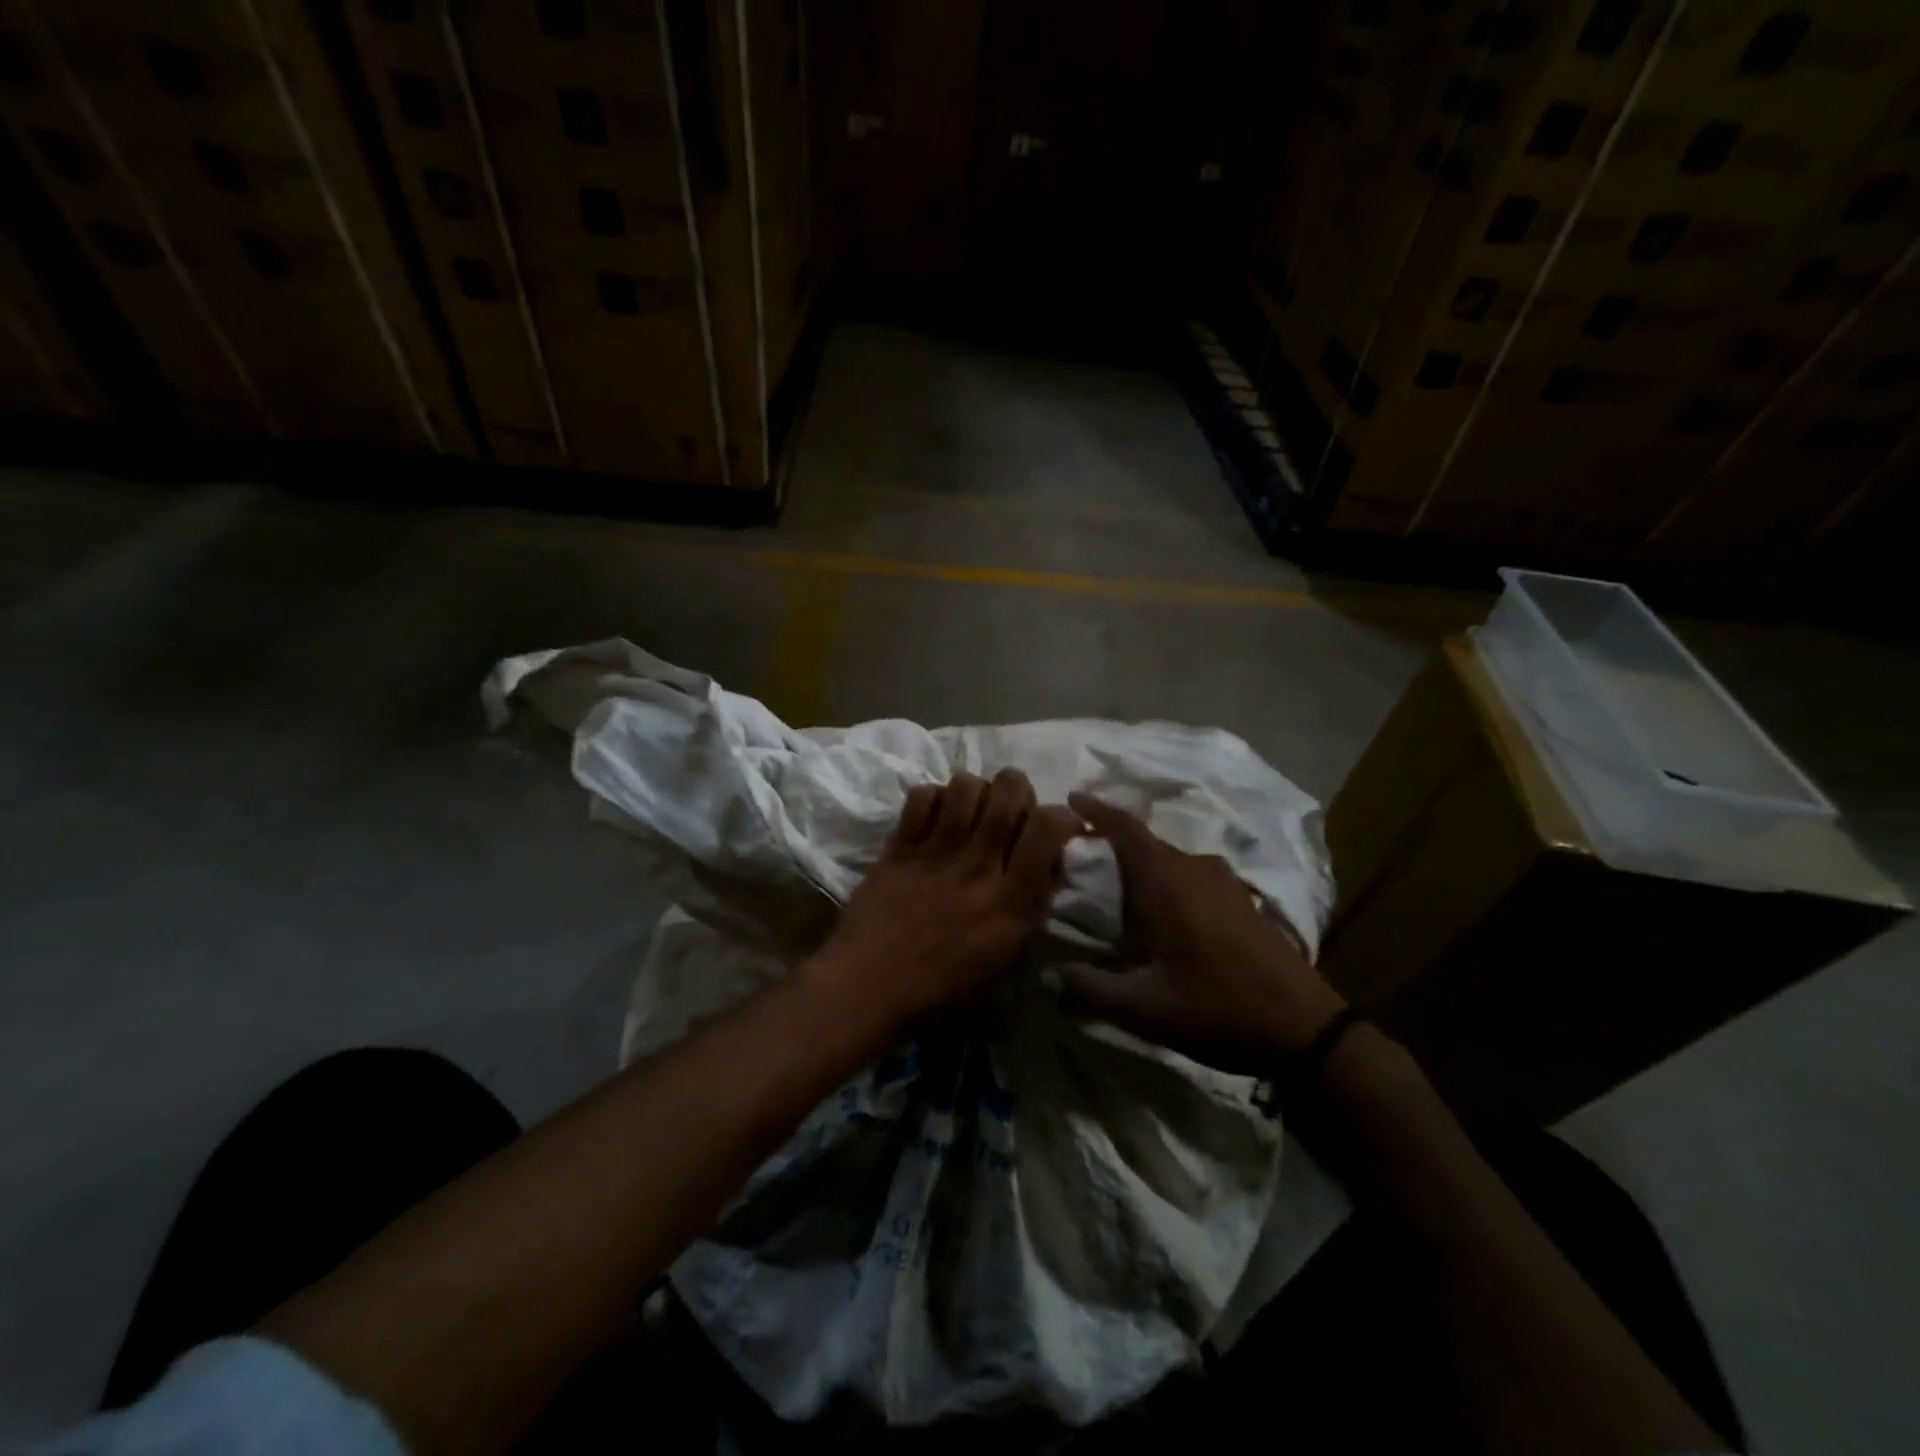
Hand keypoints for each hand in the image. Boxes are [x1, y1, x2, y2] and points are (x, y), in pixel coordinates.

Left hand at [805, 769, 1079, 1030]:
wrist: (869, 988)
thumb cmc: (942, 991)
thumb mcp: (1006, 963)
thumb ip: (1031, 910)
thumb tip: (1046, 867)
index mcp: (1011, 899)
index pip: (1048, 827)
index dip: (1061, 815)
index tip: (1059, 824)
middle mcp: (978, 864)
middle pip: (1009, 790)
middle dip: (1018, 789)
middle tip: (1011, 809)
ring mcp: (935, 851)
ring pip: (965, 785)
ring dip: (976, 790)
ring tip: (971, 809)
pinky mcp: (899, 846)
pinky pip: (922, 796)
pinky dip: (934, 797)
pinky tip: (934, 817)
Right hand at [1059, 793, 1346, 1073]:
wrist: (1307, 1029)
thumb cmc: (1220, 1008)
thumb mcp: (1147, 1009)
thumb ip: (1092, 990)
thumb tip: (1048, 976)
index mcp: (1167, 882)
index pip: (1125, 829)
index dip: (1097, 809)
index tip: (1072, 797)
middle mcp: (1195, 870)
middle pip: (1145, 843)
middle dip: (1112, 842)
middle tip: (1080, 857)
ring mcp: (1224, 884)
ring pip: (1171, 860)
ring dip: (1142, 865)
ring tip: (1116, 888)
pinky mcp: (1242, 902)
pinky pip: (1192, 876)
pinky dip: (1168, 881)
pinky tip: (1162, 913)